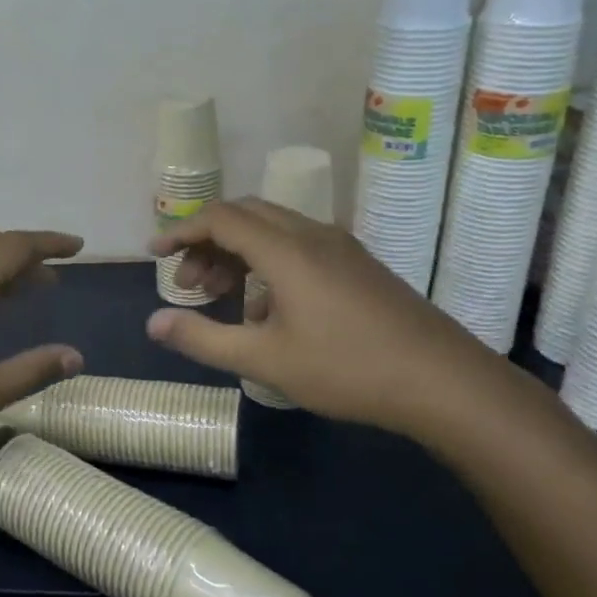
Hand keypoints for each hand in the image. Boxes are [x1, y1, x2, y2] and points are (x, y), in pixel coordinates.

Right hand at [147, 199, 508, 438]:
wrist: (442, 381)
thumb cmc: (346, 369)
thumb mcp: (264, 360)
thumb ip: (203, 338)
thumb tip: (153, 324)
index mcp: (286, 250)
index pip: (221, 218)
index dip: (181, 231)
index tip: (154, 253)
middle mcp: (312, 235)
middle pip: (246, 215)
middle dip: (207, 242)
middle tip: (188, 283)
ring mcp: (340, 248)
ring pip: (273, 230)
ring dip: (236, 253)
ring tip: (219, 296)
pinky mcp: (357, 266)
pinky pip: (298, 246)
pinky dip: (266, 263)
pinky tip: (266, 311)